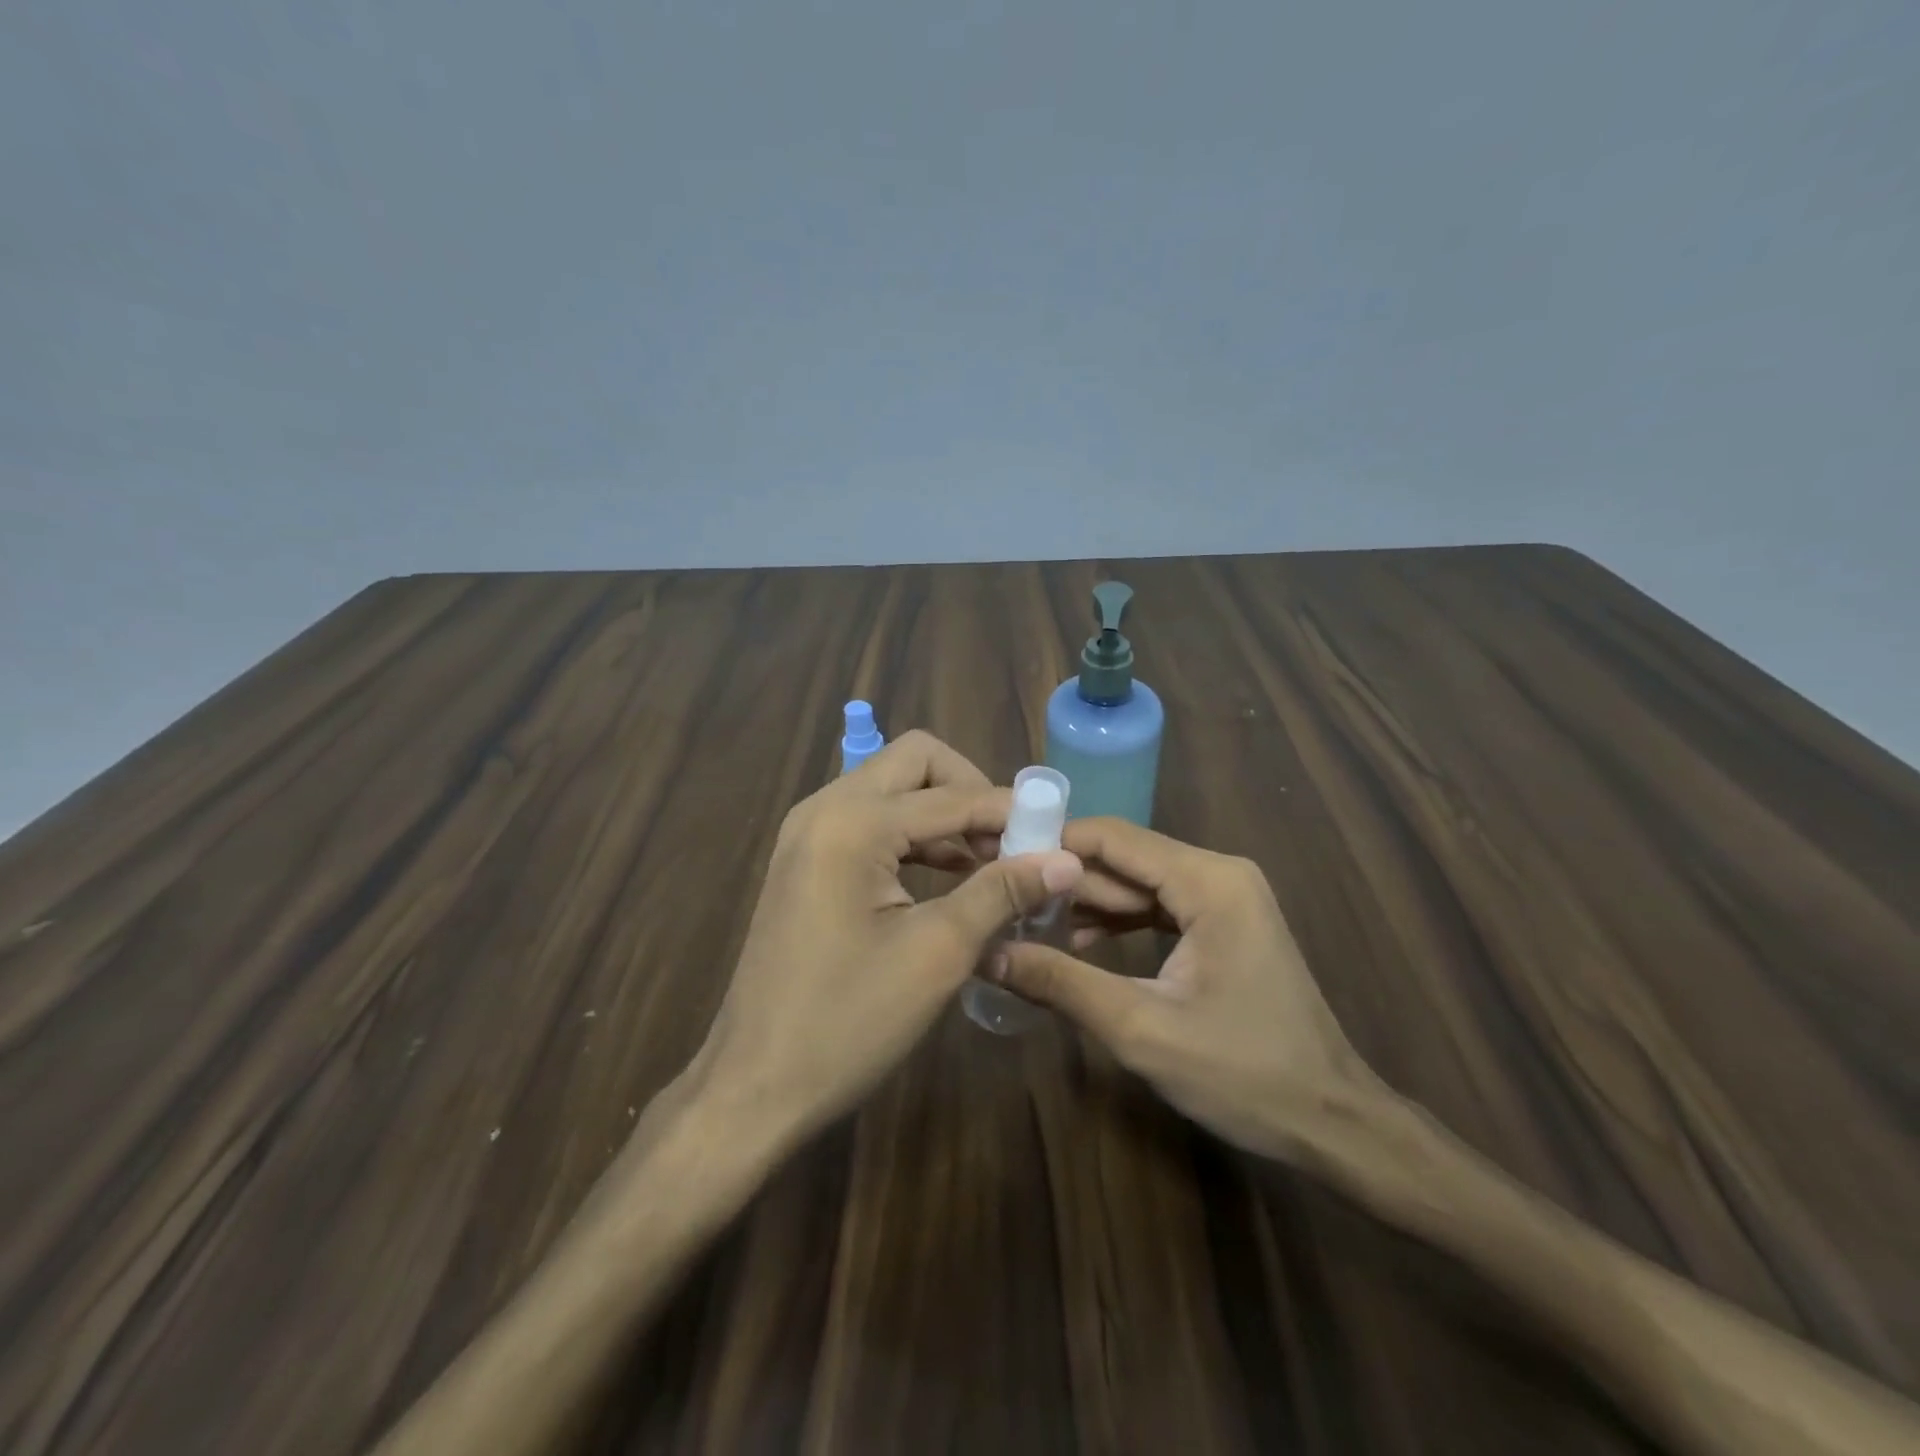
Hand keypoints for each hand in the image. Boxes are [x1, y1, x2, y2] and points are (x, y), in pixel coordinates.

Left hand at [696, 730, 1082, 1145]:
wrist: (754, 1085)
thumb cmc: (847, 1022)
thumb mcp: (936, 954)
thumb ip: (1001, 893)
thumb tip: (1068, 860)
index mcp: (852, 822)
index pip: (952, 796)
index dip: (1011, 813)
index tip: (1058, 837)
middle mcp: (825, 808)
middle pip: (915, 763)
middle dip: (971, 791)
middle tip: (1012, 841)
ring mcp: (809, 833)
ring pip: (893, 789)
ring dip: (945, 814)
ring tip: (993, 862)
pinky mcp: (807, 860)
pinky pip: (871, 822)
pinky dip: (916, 837)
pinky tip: (950, 876)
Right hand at [991, 817, 1385, 1159]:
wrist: (1333, 1122)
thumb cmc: (1245, 1075)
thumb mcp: (1142, 1030)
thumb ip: (1062, 983)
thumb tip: (989, 954)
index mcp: (1208, 881)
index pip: (1113, 839)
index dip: (1051, 844)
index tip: (996, 860)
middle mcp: (1219, 872)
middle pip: (1124, 858)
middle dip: (1064, 878)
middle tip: (1002, 898)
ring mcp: (1226, 897)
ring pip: (1138, 883)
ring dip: (1087, 902)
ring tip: (1026, 922)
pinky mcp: (1224, 922)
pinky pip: (1159, 906)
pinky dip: (1118, 921)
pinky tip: (1077, 943)